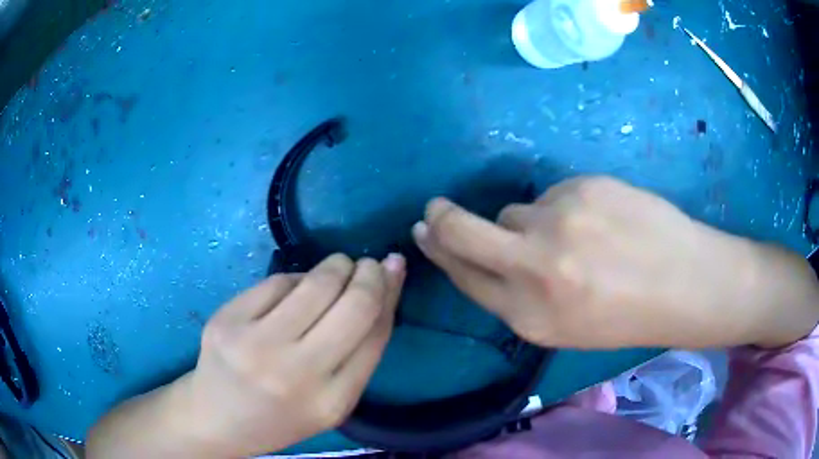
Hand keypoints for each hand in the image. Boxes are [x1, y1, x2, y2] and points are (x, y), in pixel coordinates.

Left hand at [184, 254, 404, 456]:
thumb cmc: (282, 415)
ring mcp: (254, 344)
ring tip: (339, 267)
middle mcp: (294, 374)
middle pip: (352, 304)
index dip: (389, 293)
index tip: (393, 268)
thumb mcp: (331, 401)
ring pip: (314, 283)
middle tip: (368, 265)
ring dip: (335, 266)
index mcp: (330, 402)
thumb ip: (360, 352)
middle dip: (367, 273)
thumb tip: (385, 285)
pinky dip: (295, 278)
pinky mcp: (227, 320)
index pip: (375, 334)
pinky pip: (276, 282)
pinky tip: (296, 287)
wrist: (217, 418)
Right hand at [413, 176, 818, 348]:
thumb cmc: (628, 315)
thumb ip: (518, 293)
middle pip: (462, 231)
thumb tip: (484, 251)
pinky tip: (601, 221)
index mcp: (530, 315)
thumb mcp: (565, 326)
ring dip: (532, 222)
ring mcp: (559, 221)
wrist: (687, 283)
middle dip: (441, 220)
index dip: (439, 251)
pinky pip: (554, 193)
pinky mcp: (583, 186)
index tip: (423, 231)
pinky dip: (566, 207)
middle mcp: (535, 268)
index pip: (463, 275)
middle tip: (434, 209)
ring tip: (579, 237)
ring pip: (517, 210)